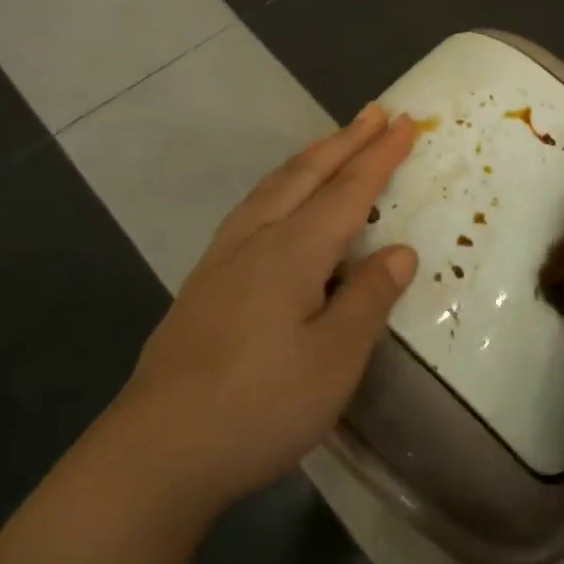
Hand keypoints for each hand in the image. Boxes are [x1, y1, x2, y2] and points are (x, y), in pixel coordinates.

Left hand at [115, 105, 419, 518]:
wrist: (156, 452)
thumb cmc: (258, 406)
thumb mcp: (334, 360)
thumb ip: (368, 299)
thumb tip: (398, 251)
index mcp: (292, 251)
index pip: (347, 190)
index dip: (379, 156)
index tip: (406, 122)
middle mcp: (256, 239)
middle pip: (306, 174)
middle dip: (345, 141)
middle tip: (375, 112)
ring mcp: (223, 258)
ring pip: (273, 187)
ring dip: (310, 158)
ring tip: (332, 143)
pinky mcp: (204, 282)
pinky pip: (252, 207)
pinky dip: (281, 184)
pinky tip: (278, 203)